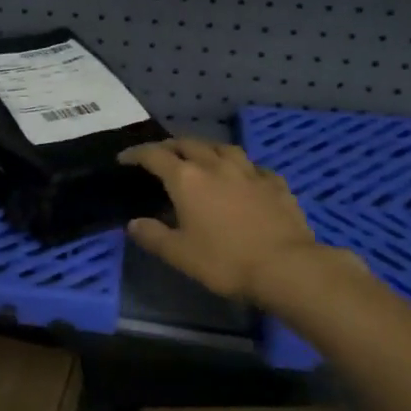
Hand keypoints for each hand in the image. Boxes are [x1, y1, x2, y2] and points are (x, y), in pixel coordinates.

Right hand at [120, 138, 334, 304]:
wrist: (286, 267)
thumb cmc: (225, 261)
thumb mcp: (179, 254)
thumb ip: (153, 236)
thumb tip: (134, 223)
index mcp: (187, 179)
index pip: (155, 156)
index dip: (136, 154)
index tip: (124, 158)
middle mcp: (216, 166)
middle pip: (188, 144)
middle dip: (169, 146)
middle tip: (159, 156)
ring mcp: (249, 171)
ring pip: (222, 147)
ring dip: (205, 148)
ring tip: (199, 157)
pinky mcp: (275, 183)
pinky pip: (252, 166)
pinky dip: (238, 166)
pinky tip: (241, 176)